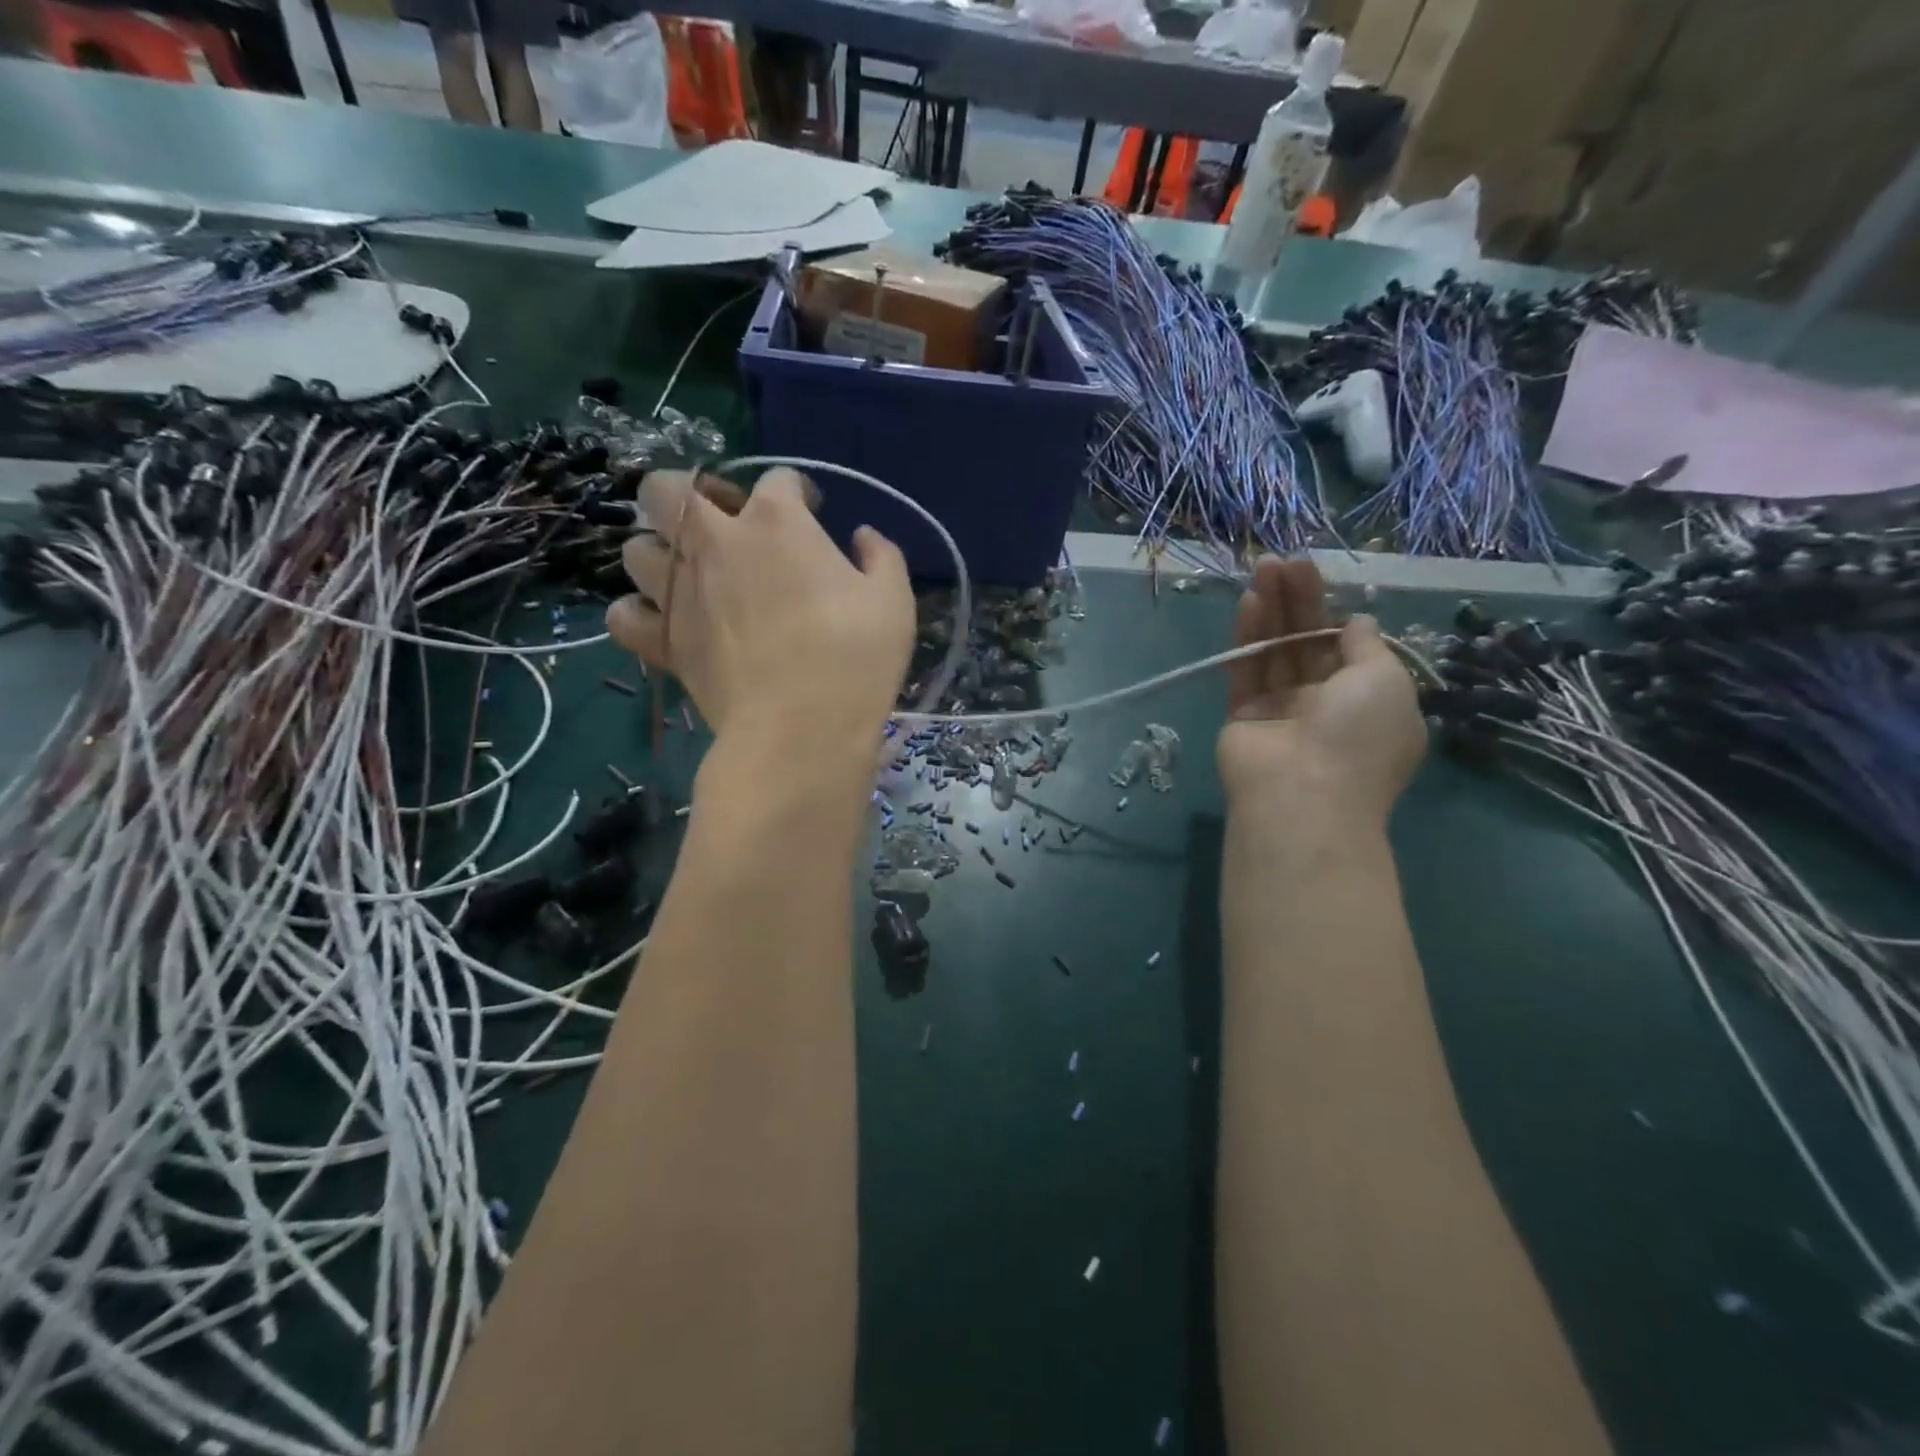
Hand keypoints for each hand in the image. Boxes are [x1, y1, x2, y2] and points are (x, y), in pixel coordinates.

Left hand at [606, 468, 914, 761]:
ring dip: (661, 552)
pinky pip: (623, 614)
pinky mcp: (661, 640)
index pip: (778, 480)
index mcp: (777, 522)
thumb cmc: (854, 658)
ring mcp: (678, 591)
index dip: (798, 491)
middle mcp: (714, 542)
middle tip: (724, 523)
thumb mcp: (893, 601)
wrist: (800, 729)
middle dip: (690, 493)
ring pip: (636, 548)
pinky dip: (638, 613)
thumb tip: (863, 537)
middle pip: (668, 488)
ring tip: (691, 575)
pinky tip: (665, 623)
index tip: (813, 512)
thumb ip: (881, 556)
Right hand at [1216, 556, 1424, 827]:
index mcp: (1368, 701)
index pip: (1348, 647)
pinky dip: (1247, 637)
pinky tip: (1249, 600)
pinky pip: (1247, 669)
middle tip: (1286, 560)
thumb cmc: (1358, 736)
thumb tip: (1357, 621)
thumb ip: (1367, 645)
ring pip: (1275, 651)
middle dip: (1299, 600)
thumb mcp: (1385, 680)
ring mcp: (1281, 710)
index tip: (1320, 580)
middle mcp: (1325, 704)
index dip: (1334, 612)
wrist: (1301, 796)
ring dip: (1271, 609)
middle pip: (1308, 642)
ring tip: (1265, 566)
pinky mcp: (1243, 714)